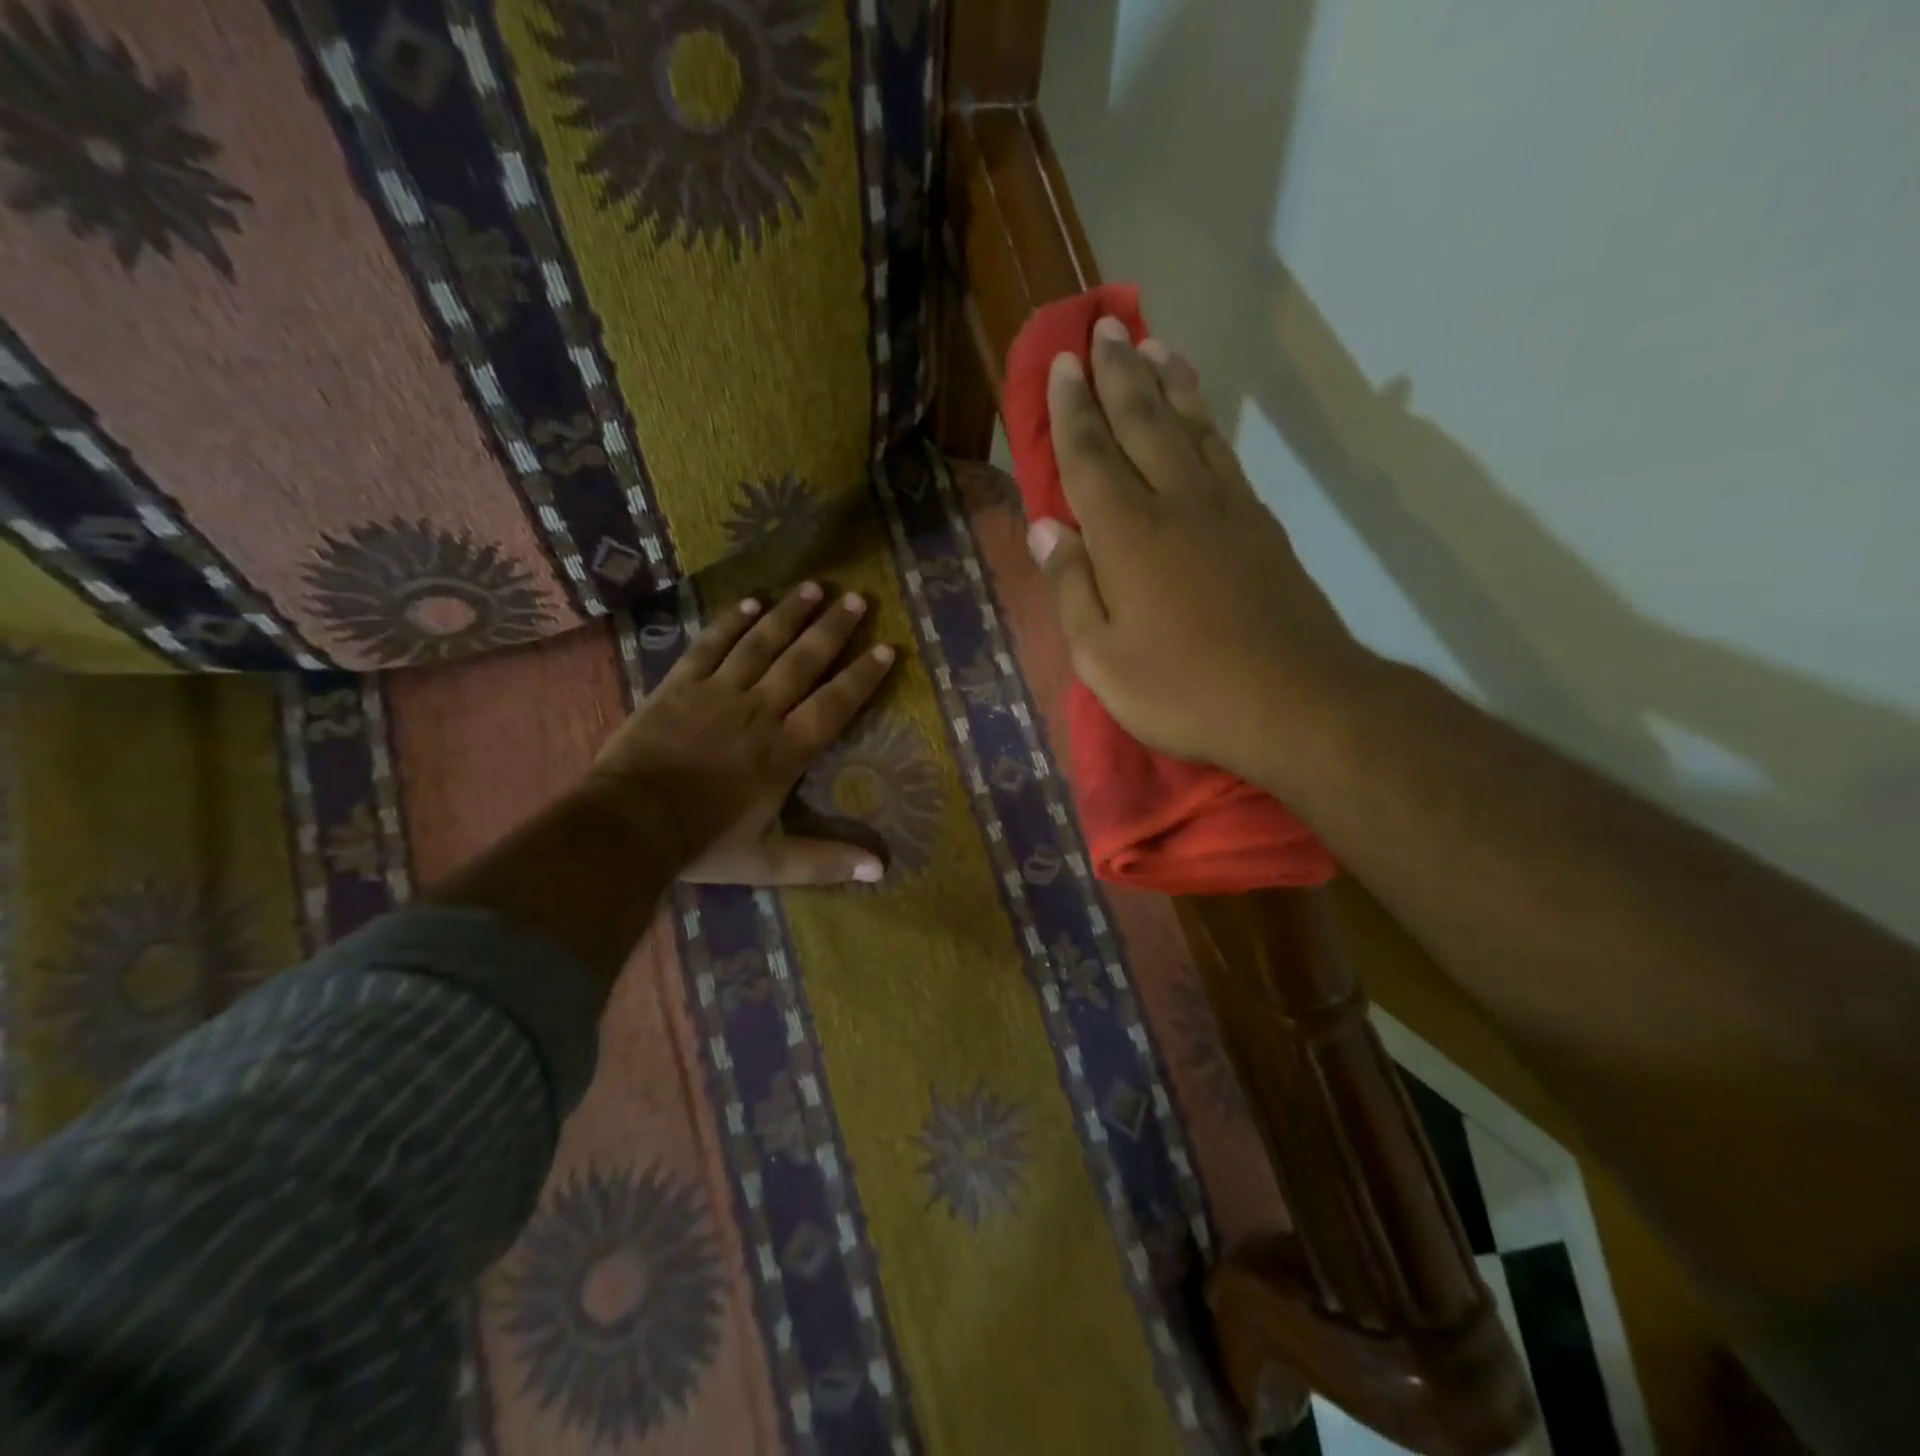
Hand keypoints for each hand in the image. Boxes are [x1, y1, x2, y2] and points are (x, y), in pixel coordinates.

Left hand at [585, 583, 896, 885]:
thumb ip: (824, 862)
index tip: (887, 649)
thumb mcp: (769, 862)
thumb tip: (880, 871)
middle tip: (859, 598)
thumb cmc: (703, 843)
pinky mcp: (680, 685)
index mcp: (785, 751)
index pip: (834, 704)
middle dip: (834, 628)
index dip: (862, 677)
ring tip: (814, 587)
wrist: (627, 825)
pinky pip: (711, 645)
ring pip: (761, 643)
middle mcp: (760, 711)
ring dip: (790, 613)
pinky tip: (751, 602)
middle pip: (803, 661)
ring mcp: (718, 693)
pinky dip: (731, 622)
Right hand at [1030, 318, 1367, 784]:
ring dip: (1169, 383)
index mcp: (1128, 535)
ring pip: (1191, 428)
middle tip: (1104, 327)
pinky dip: (1206, 423)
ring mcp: (1227, 510)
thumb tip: (1044, 529)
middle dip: (1119, 373)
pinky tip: (1199, 417)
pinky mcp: (1262, 527)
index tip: (1061, 364)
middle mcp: (1177, 503)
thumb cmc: (1183, 690)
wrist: (1295, 702)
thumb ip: (1071, 588)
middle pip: (1143, 422)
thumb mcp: (1102, 658)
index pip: (1090, 456)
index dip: (1071, 410)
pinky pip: (1224, 456)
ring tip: (1154, 346)